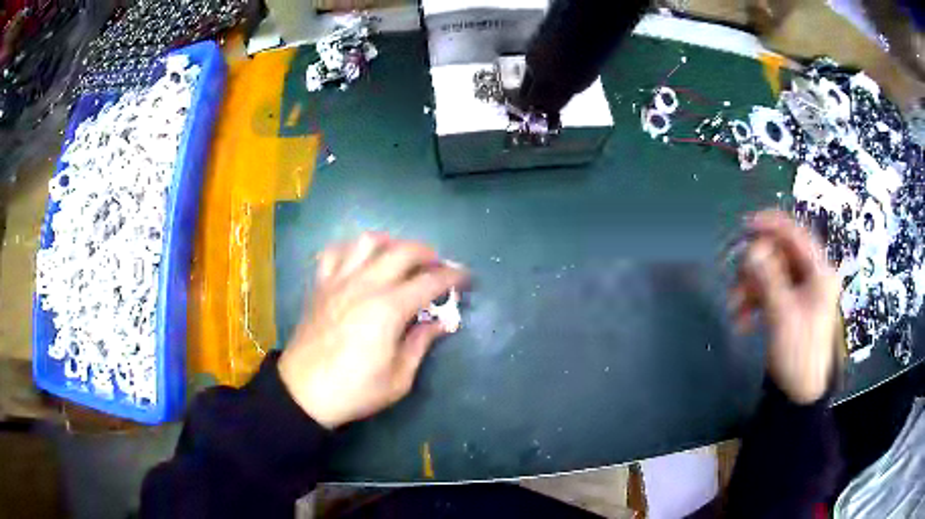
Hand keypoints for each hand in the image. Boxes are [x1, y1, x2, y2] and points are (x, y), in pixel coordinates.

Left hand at [278, 233, 467, 428]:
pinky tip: (360, 262)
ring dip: (391, 243)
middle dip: (428, 254)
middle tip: (438, 268)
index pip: (430, 281)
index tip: (466, 278)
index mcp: (388, 309)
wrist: (303, 392)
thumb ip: (420, 344)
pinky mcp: (320, 286)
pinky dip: (352, 249)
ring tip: (399, 259)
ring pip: (368, 241)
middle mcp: (365, 285)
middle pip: (403, 251)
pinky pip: (335, 252)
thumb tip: (440, 323)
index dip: (453, 276)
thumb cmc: (354, 390)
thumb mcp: (399, 378)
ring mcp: (339, 281)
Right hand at [730, 211, 840, 403]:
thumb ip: (768, 278)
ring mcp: (801, 291)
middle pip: (779, 254)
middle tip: (737, 281)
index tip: (746, 226)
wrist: (800, 392)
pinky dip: (754, 301)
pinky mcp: (791, 306)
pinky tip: (742, 320)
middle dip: (755, 267)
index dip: (771, 225)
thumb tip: (752, 249)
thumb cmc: (798, 352)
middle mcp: (812, 276)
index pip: (795, 234)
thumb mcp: (782, 314)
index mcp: (819, 272)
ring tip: (735, 309)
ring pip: (771, 274)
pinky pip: (770, 292)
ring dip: (750, 287)